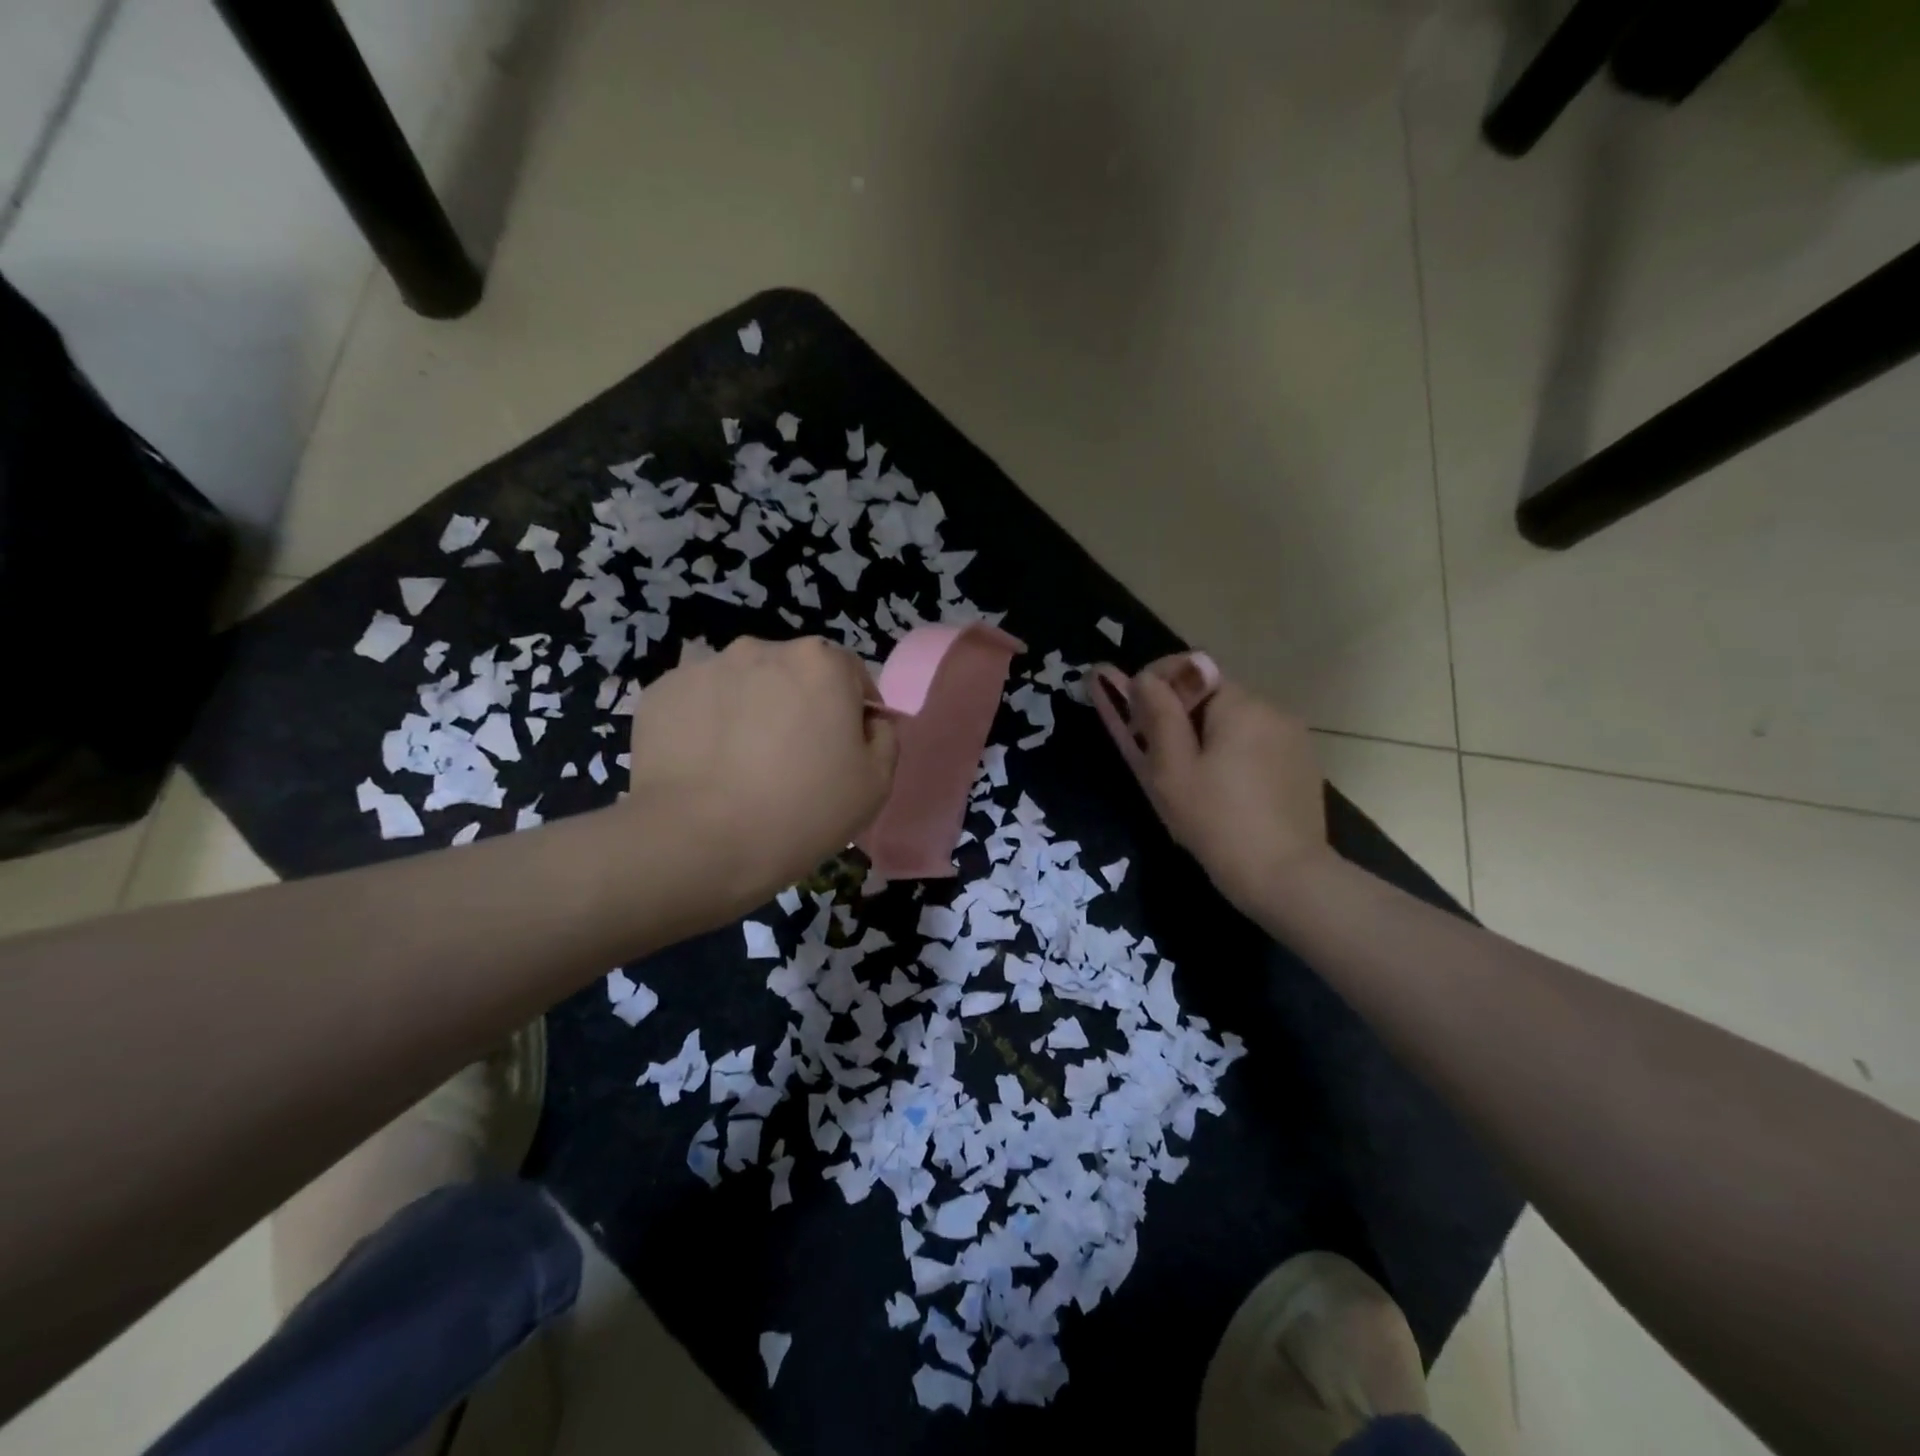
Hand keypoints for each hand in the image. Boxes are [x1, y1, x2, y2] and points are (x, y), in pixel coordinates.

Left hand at [624, 636, 896, 912]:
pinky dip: (707, 724)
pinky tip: (706, 766)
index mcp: (822, 662)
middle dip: (799, 705)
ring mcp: (706, 667)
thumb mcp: (875, 784)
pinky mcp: (661, 691)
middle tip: (792, 759)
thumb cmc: (801, 811)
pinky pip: (699, 703)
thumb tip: (868, 722)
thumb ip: (885, 738)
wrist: (698, 842)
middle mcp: (763, 648)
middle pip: (794, 674)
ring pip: (744, 685)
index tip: (843, 752)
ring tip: (741, 764)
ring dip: (751, 710)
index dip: (853, 713)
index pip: (851, 675)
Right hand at [1093, 654, 1327, 913]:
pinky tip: (1224, 792)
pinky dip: (1231, 755)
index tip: (1135, 723)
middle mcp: (1272, 708)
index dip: (1154, 687)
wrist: (1287, 879)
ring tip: (1189, 781)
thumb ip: (1156, 714)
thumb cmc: (1216, 822)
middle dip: (1177, 715)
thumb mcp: (1171, 770)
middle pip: (1210, 695)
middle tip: (1154, 758)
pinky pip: (1255, 744)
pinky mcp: (1302, 764)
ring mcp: (1293, 737)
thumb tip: (1142, 675)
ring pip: (1232, 721)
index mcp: (1240, 704)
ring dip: (1203, 736)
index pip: (1190, 668)